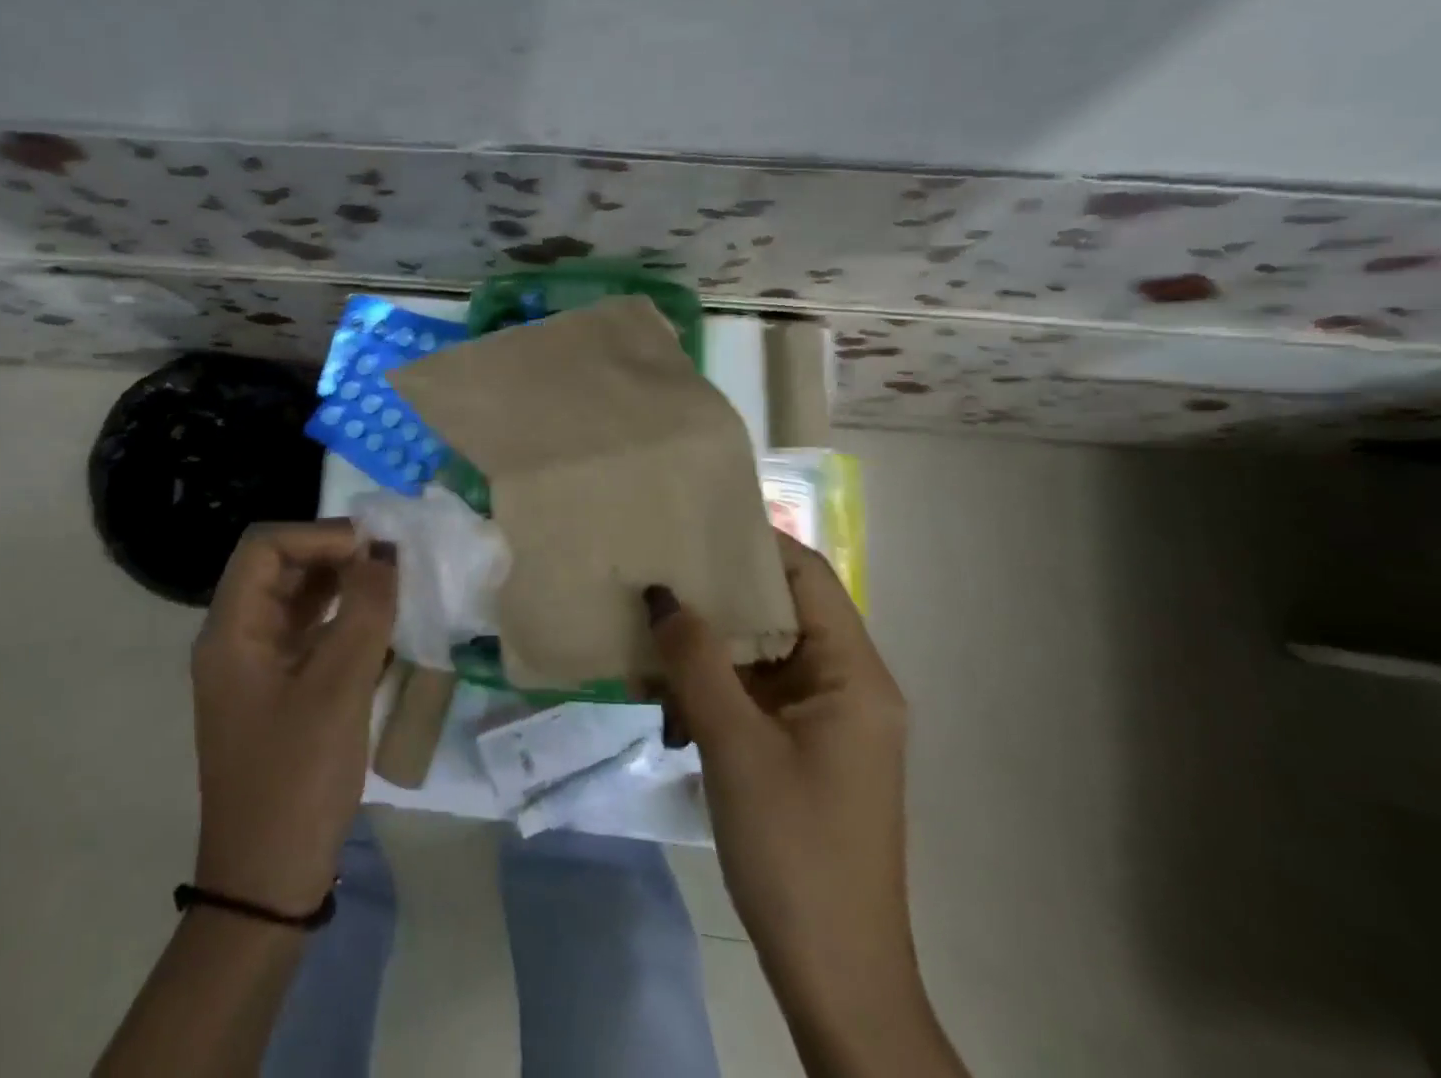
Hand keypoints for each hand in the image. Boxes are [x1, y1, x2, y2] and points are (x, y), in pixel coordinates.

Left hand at [191, 521, 396, 914]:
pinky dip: (344, 621)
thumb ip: (364, 612)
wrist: (268, 883)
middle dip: (335, 556)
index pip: (266, 547)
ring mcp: (257, 667)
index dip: (318, 535)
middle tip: (392, 562)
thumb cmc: (296, 780)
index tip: (372, 548)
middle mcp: (238, 639)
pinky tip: (383, 627)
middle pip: (281, 568)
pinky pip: (311, 635)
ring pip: (298, 600)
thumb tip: (383, 552)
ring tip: (394, 586)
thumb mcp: (338, 689)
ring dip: (343, 586)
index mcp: (232, 632)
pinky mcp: (280, 691)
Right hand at [646, 533, 950, 1073]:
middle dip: (715, 593)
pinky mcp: (800, 749)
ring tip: (645, 629)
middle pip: (779, 611)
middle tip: (654, 568)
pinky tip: (661, 695)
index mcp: (854, 675)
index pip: (807, 576)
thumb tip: (661, 593)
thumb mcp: (734, 745)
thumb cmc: (794, 851)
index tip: (692, 522)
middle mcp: (846, 686)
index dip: (754, 542)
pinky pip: (752, 694)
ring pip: (759, 655)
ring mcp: (823, 720)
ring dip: (705, 647)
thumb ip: (696, 661)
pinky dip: (710, 687)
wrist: (835, 978)